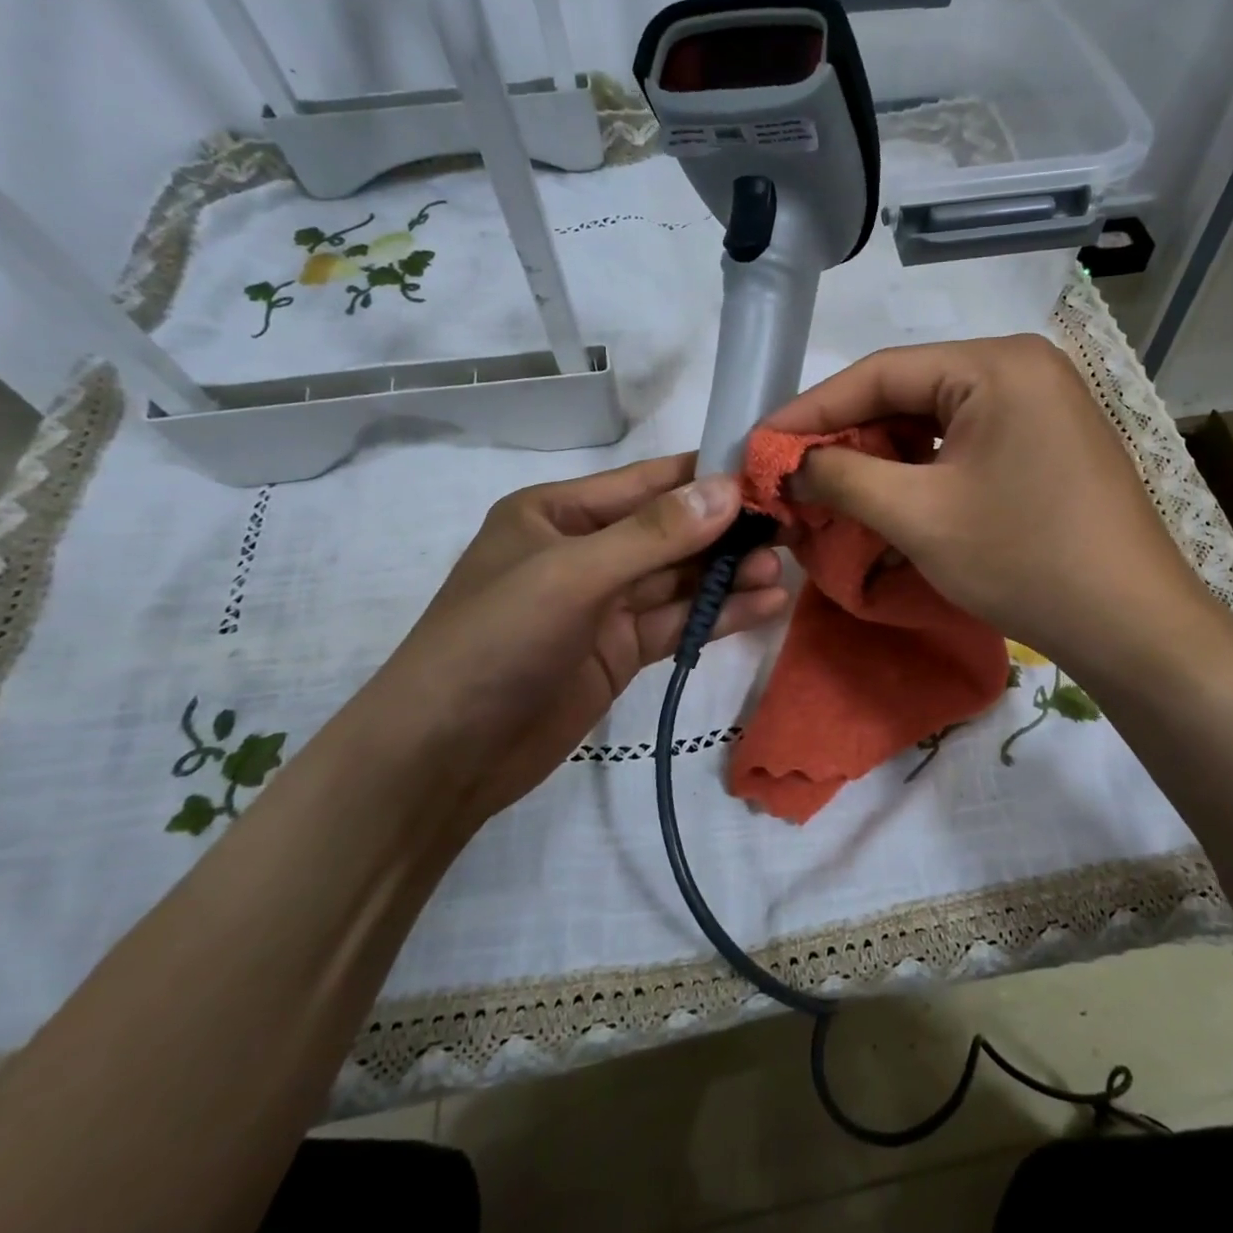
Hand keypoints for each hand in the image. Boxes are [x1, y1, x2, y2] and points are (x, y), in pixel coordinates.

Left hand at [344, 454, 788, 825]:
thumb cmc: (495, 642)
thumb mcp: (571, 576)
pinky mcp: (619, 651)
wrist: (443, 756)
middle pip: (670, 531)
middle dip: (726, 530)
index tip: (768, 476)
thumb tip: (729, 489)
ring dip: (729, 574)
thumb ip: (653, 535)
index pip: (647, 482)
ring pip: (679, 580)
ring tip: (783, 569)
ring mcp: (603, 604)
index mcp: (558, 513)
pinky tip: (764, 606)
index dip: (707, 478)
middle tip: (789, 528)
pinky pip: (676, 622)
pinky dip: (717, 615)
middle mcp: (584, 550)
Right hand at [764, 335, 1220, 673]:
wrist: (1132, 626)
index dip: (810, 410)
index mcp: (995, 363)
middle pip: (907, 393)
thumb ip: (841, 476)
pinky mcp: (1046, 441)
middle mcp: (1021, 367)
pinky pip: (964, 442)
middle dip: (845, 436)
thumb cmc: (1024, 561)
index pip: (878, 373)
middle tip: (792, 474)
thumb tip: (789, 464)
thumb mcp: (918, 516)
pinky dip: (920, 468)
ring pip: (933, 420)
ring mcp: (1040, 404)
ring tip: (830, 489)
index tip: (759, 444)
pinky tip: (888, 496)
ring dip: (880, 456)